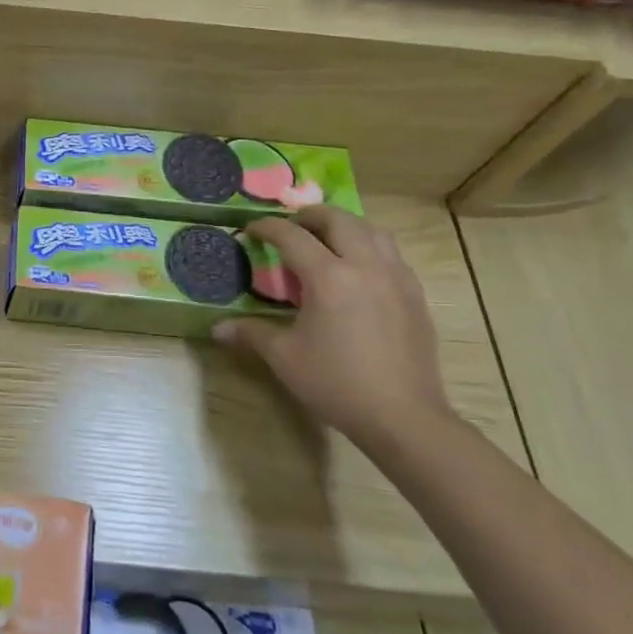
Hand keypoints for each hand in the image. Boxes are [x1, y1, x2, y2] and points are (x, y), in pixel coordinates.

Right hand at [213, 207, 453, 447]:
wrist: (403, 416)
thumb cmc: (336, 383)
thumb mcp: (284, 357)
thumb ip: (250, 333)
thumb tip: (217, 328)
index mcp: (329, 277)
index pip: (292, 237)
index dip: (267, 228)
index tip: (250, 229)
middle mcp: (365, 266)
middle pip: (338, 220)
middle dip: (309, 216)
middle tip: (291, 226)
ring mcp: (396, 278)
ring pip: (372, 230)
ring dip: (344, 226)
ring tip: (327, 239)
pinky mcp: (415, 295)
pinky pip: (391, 254)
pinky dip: (369, 247)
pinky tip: (358, 270)